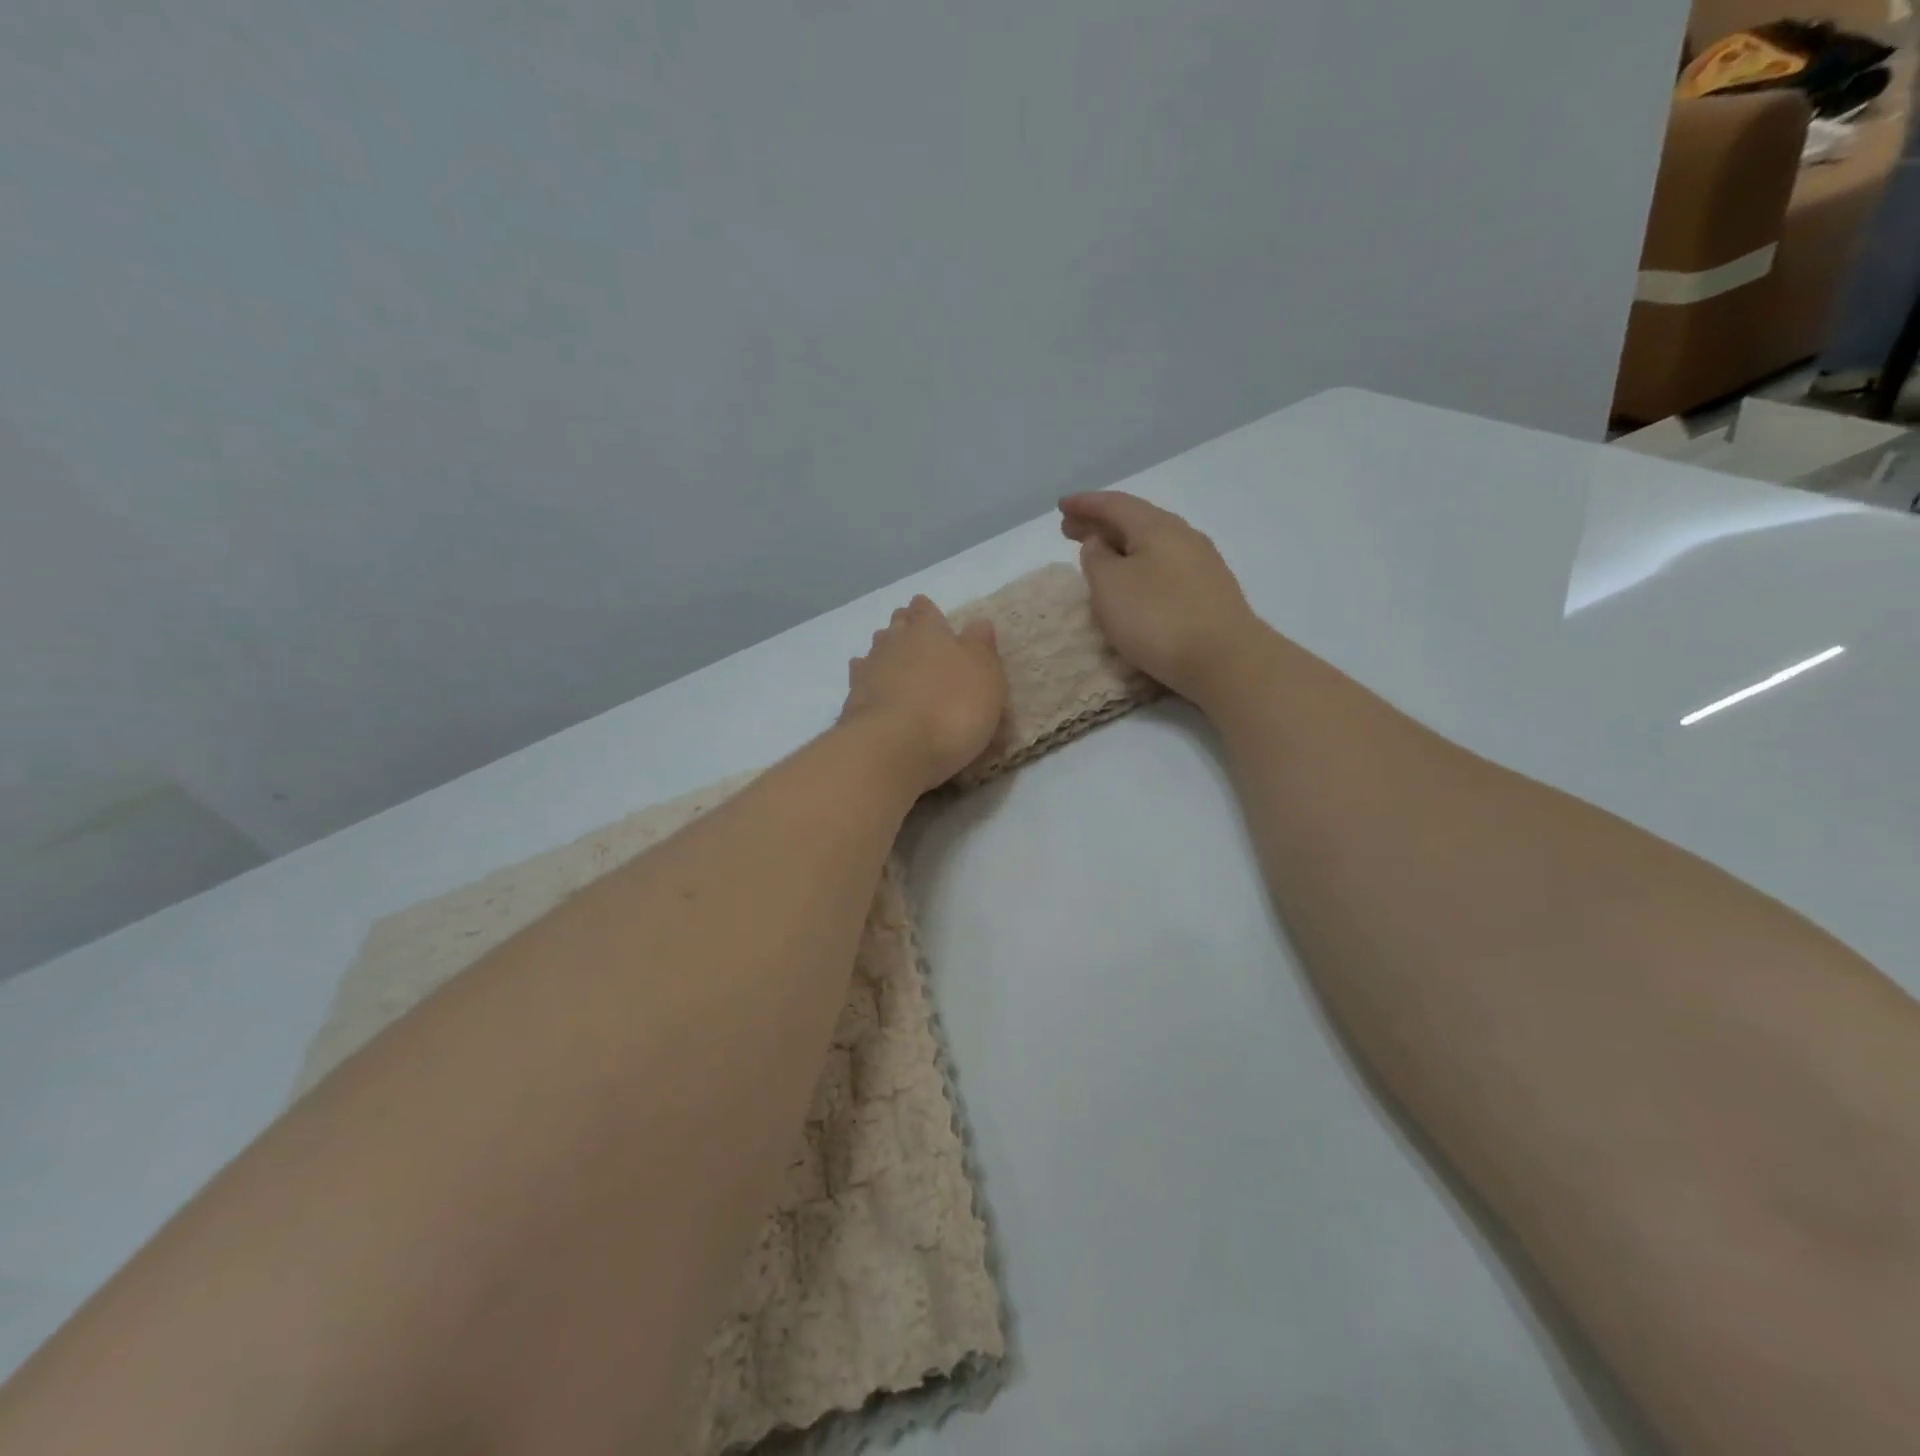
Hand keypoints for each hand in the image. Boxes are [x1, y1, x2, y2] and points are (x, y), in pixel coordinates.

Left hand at [840, 595, 1006, 793]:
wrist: (894, 747)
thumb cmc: (952, 708)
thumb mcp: (985, 677)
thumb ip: (981, 647)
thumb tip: (978, 622)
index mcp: (929, 630)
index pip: (925, 610)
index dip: (927, 610)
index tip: (928, 612)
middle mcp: (895, 642)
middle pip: (897, 626)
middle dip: (904, 626)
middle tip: (913, 634)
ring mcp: (869, 670)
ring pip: (876, 649)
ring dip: (885, 651)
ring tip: (894, 658)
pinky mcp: (853, 700)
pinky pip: (859, 679)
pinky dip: (866, 679)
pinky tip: (870, 685)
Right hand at [1059, 491, 1262, 704]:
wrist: (1224, 659)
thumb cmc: (1158, 618)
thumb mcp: (1110, 587)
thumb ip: (1096, 559)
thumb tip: (1099, 543)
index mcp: (1157, 527)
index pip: (1115, 504)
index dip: (1085, 504)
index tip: (1061, 505)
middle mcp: (1183, 536)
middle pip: (1135, 521)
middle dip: (1100, 523)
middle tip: (1070, 529)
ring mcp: (1201, 563)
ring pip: (1151, 544)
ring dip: (1120, 545)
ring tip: (1098, 555)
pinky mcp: (1209, 591)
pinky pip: (1165, 565)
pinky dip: (1139, 564)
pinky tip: (1133, 581)